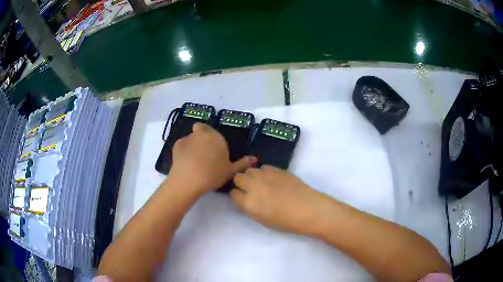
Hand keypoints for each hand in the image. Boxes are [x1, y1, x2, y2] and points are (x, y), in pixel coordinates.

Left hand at [168, 123, 256, 193]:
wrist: (188, 180)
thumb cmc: (212, 174)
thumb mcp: (230, 171)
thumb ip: (243, 163)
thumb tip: (255, 158)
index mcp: (216, 137)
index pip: (215, 133)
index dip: (214, 141)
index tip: (215, 153)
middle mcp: (202, 133)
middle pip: (202, 132)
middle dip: (203, 140)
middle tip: (205, 156)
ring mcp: (188, 138)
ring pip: (192, 138)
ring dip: (193, 145)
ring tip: (194, 161)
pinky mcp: (177, 145)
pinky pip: (183, 145)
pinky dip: (184, 151)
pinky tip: (186, 162)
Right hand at [231, 165, 328, 234]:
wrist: (308, 209)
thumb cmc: (285, 221)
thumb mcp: (262, 219)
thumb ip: (249, 207)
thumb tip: (245, 199)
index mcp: (248, 203)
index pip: (233, 194)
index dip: (237, 196)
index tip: (242, 198)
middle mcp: (253, 186)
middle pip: (238, 178)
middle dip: (241, 183)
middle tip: (250, 189)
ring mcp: (265, 176)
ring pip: (249, 170)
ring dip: (252, 176)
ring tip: (261, 183)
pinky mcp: (276, 169)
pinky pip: (263, 167)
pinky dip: (264, 173)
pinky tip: (272, 180)